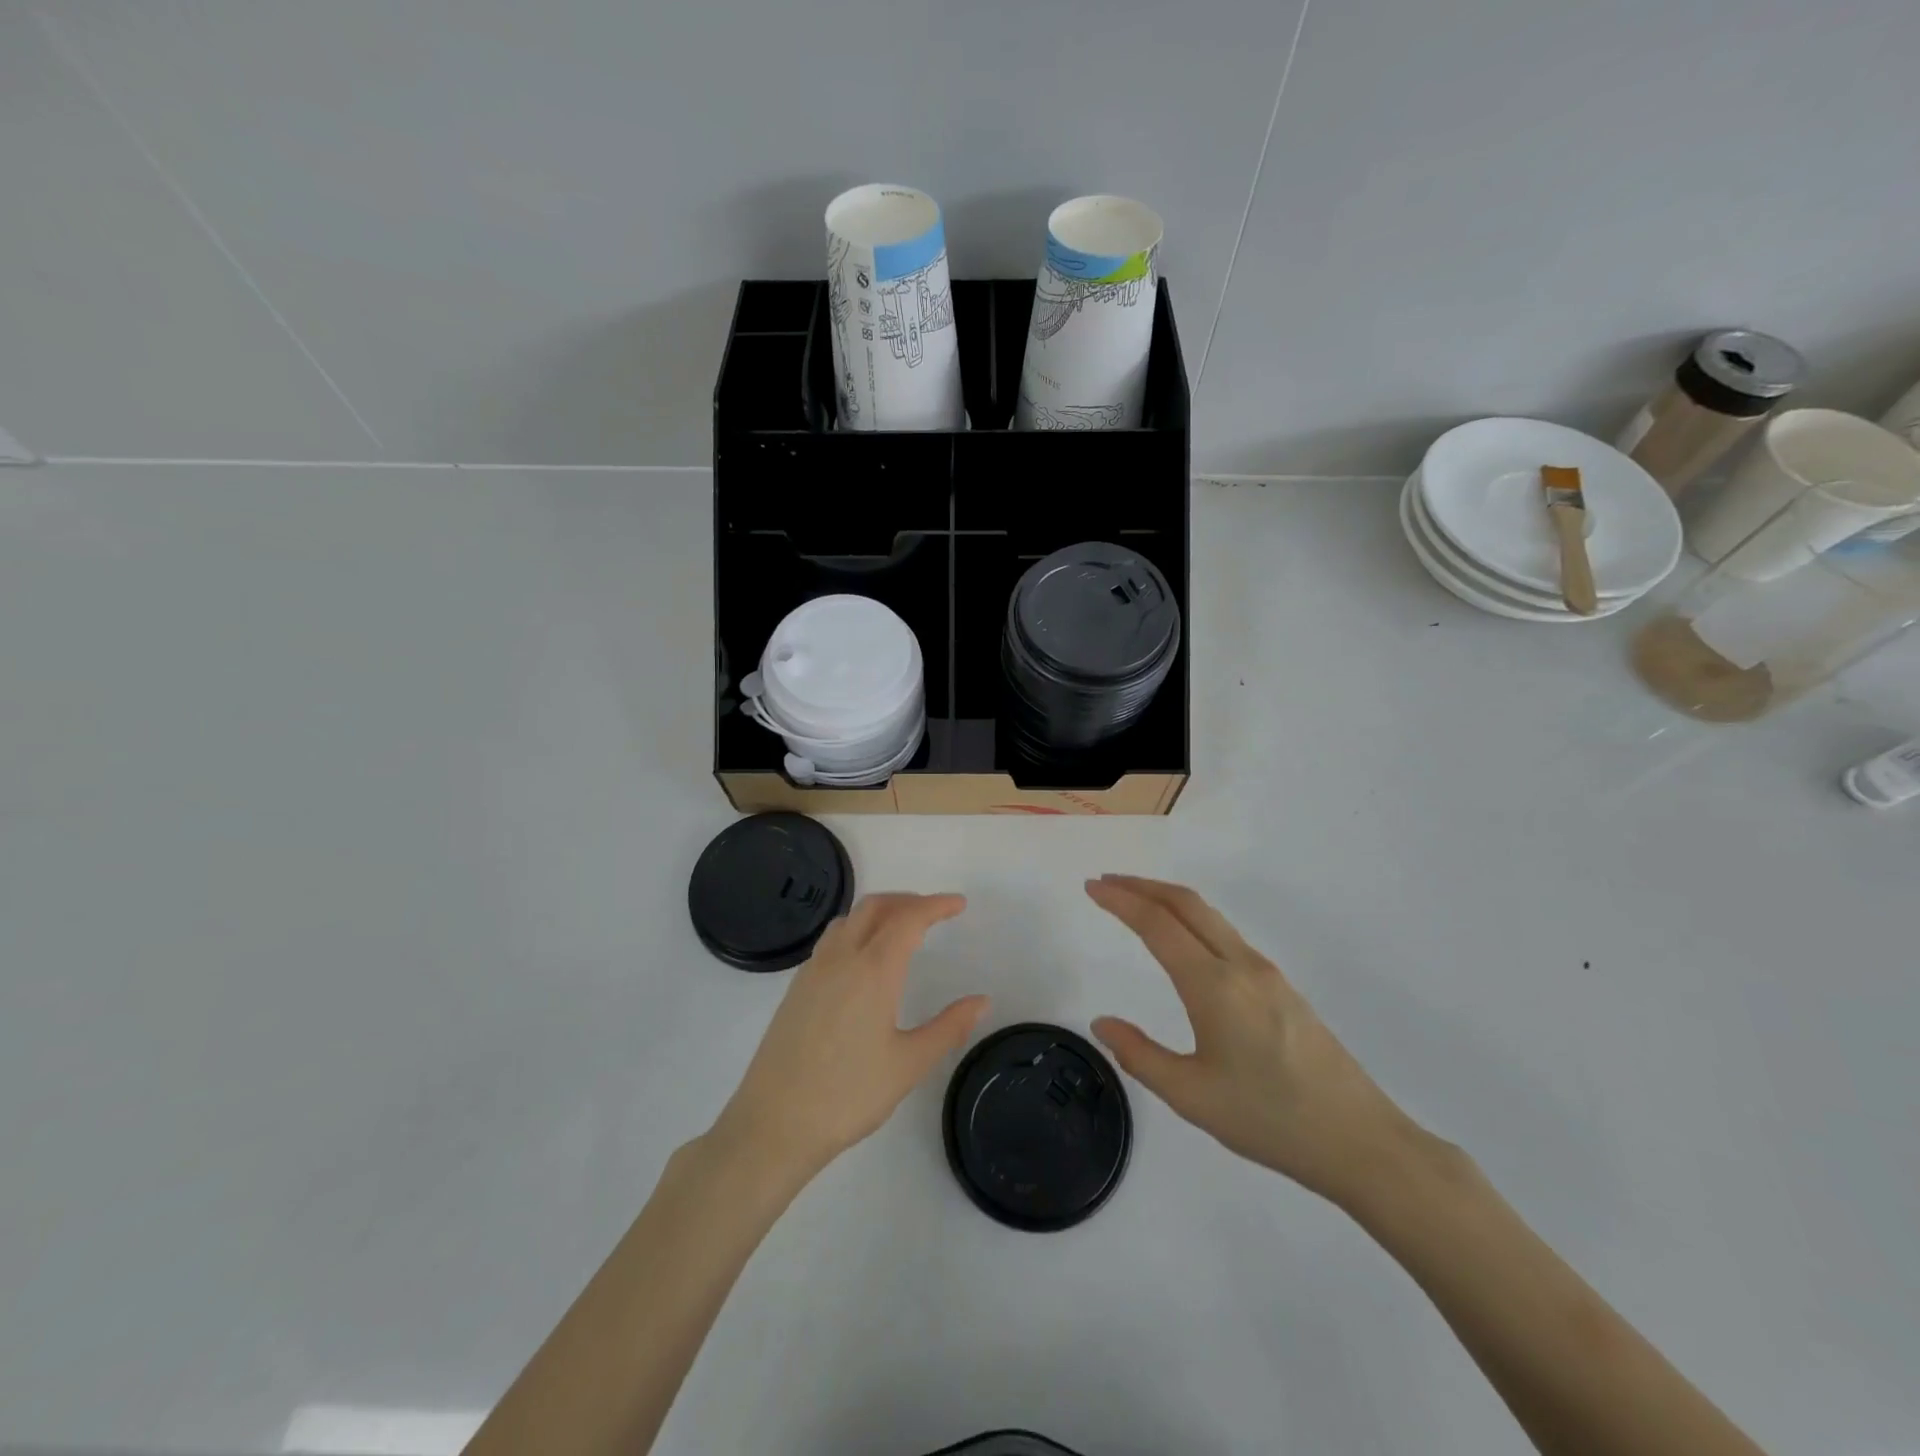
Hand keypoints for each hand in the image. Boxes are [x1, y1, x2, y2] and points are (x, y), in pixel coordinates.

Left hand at [712, 893, 988, 1183]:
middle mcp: (841, 958)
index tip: (958, 904)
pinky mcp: (796, 987)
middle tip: (934, 912)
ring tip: (901, 929)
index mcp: (873, 970)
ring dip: (879, 912)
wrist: (773, 1124)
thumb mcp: (909, 1064)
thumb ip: (949, 1028)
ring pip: (849, 919)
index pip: (909, 919)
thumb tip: (982, 1000)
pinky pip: (832, 940)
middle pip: (875, 907)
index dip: (936, 906)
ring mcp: (813, 970)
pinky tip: (864, 960)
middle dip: (908, 900)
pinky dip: (856, 930)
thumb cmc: (847, 1095)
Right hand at [1086, 874, 1428, 1206]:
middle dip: (1142, 886)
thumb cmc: (1269, 1119)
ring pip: (1210, 916)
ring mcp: (1267, 973)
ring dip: (1168, 900)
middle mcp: (1241, 965)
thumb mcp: (1191, 1096)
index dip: (1120, 901)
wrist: (1360, 1141)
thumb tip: (1102, 1023)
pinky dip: (1192, 920)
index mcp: (1214, 986)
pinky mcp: (1282, 987)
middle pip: (1186, 903)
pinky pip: (1227, 935)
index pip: (1157, 924)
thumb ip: (1139, 1055)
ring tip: (1137, 905)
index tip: (1091, 887)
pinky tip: (1184, 943)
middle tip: (1107, 884)